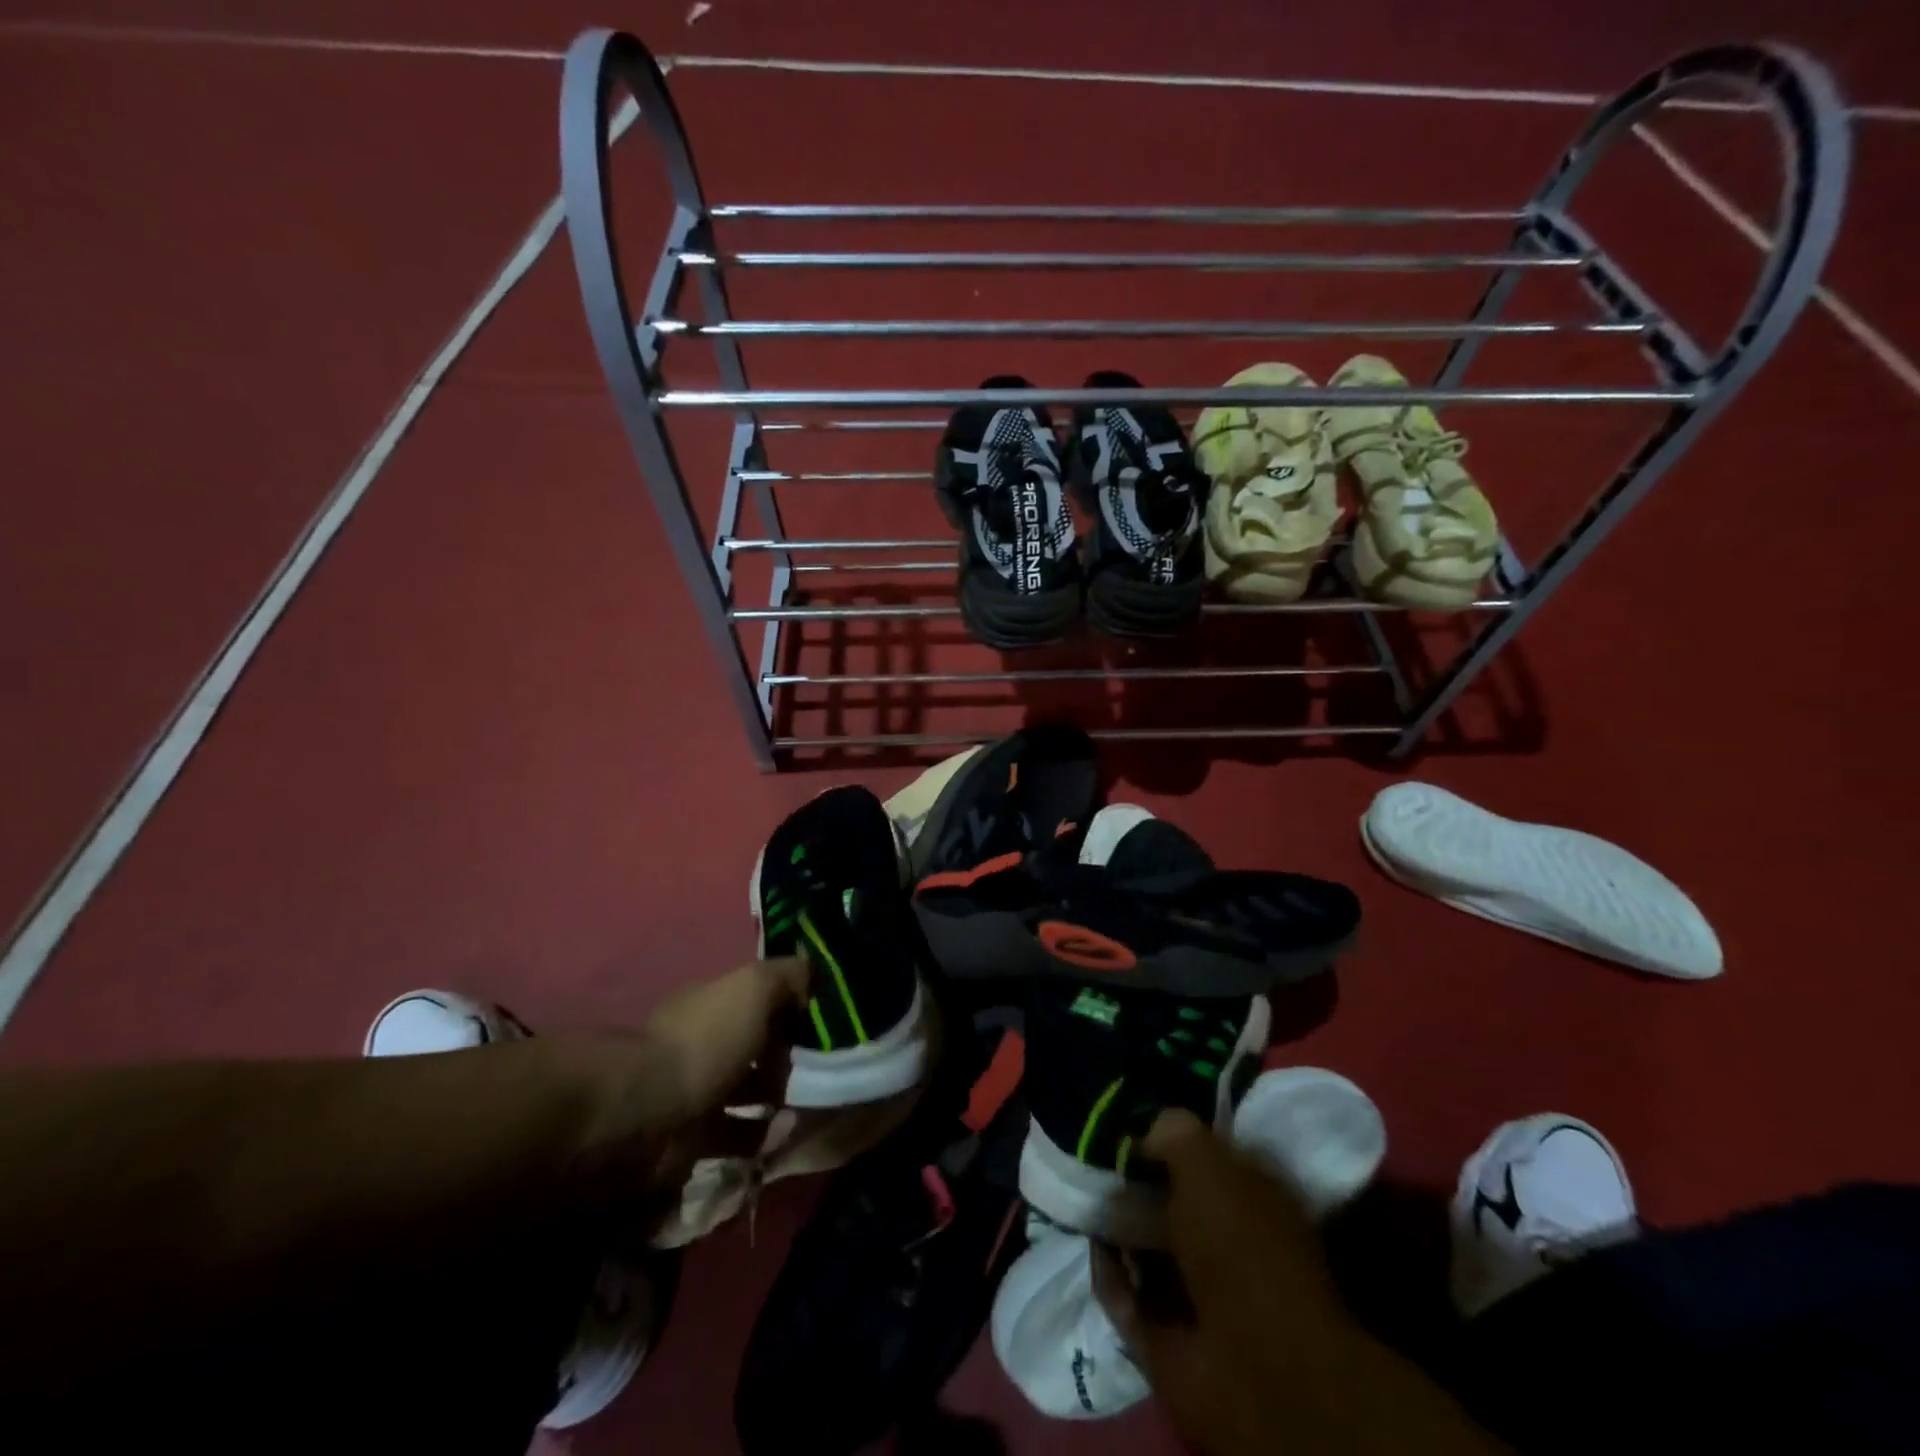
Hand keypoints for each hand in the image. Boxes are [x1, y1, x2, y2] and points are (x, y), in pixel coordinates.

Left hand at [558, 957, 808, 1212]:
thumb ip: (787, 976)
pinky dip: (762, 1136)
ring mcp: (696, 1091)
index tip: (822, 1023)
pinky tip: (783, 1134)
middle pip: (755, 1046)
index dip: (791, 1007)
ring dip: (779, 1099)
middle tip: (820, 1070)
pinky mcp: (693, 1138)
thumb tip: (813, 976)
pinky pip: (738, 1135)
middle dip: (788, 1057)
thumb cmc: (706, 1042)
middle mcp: (702, 1042)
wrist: (648, 1115)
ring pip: (748, 1091)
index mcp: (711, 1002)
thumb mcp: (754, 988)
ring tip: (806, 1106)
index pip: (757, 998)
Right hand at [1097, 1110, 1504, 1455]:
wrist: (1255, 1367)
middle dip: (1135, 1182)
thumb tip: (1143, 1130)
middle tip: (1096, 1157)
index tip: (1131, 1121)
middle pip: (1172, 1200)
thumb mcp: (1207, 1162)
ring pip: (1145, 1244)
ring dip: (1116, 1224)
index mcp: (1254, 1197)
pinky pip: (1126, 1291)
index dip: (1170, 1138)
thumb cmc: (1240, 1245)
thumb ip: (1173, 1132)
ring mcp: (1200, 1292)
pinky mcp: (1168, 1333)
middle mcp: (1229, 1240)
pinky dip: (1108, 1271)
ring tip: (1084, 1193)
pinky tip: (1092, 1240)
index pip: (1207, 1155)